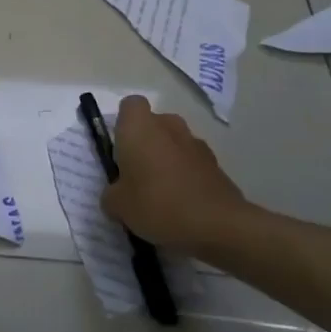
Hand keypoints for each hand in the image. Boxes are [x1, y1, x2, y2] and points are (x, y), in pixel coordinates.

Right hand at [104, 96, 250, 253]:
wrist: (218, 226)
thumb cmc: (157, 204)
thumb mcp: (118, 205)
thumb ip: (112, 194)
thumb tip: (116, 194)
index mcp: (139, 126)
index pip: (130, 106)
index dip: (123, 124)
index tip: (120, 149)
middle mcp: (168, 125)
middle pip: (154, 124)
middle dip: (146, 143)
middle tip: (138, 174)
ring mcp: (196, 144)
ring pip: (175, 143)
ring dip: (168, 160)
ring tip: (162, 194)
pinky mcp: (217, 165)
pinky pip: (193, 164)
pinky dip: (187, 177)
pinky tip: (183, 205)